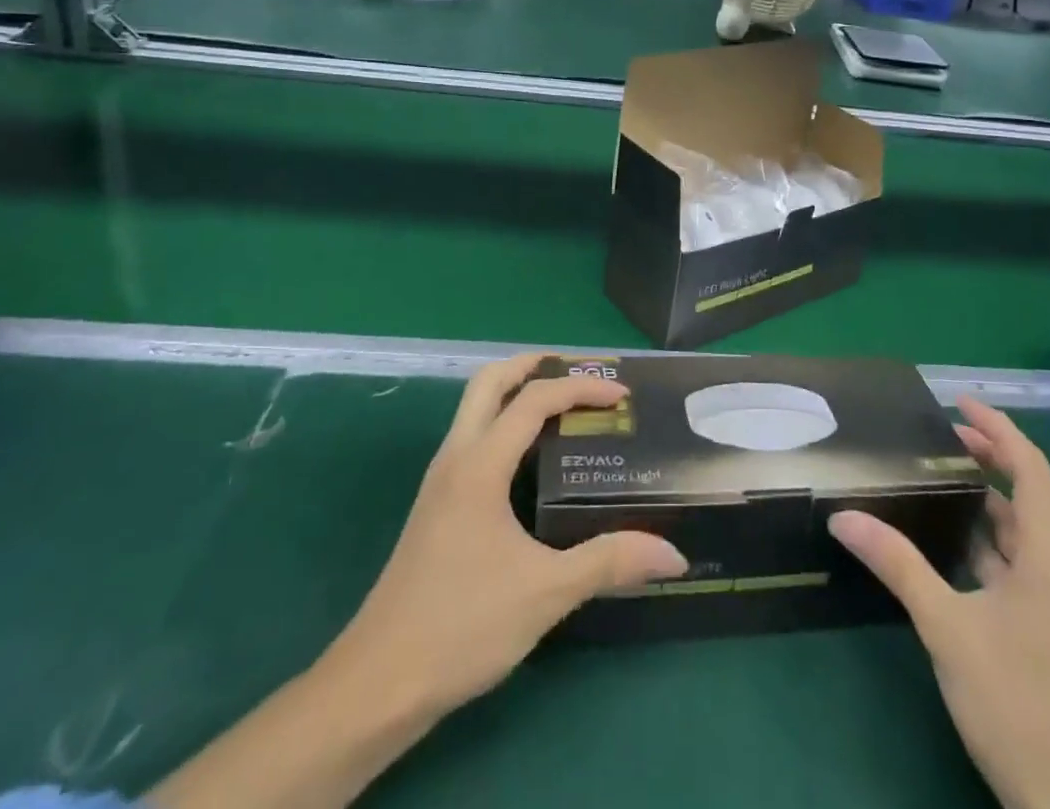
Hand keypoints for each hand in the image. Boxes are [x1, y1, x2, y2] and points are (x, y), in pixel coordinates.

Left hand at [153, 354, 687, 808]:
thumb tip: (673, 553)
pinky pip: (472, 437)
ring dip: (516, 391)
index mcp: (479, 465)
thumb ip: (609, 563)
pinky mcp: (435, 505)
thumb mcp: (544, 593)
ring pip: (475, 408)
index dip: (581, 388)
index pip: (533, 400)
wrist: (376, 685)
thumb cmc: (461, 626)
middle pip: (489, 381)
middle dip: (534, 364)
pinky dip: (504, 423)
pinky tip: (530, 460)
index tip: (621, 396)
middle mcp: (456, 458)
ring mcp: (440, 481)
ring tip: (562, 406)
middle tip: (579, 371)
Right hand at [828, 398, 1049, 808]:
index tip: (957, 402)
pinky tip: (958, 547)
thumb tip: (842, 516)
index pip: (1031, 467)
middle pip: (1033, 493)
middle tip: (941, 435)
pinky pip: (1027, 563)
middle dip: (991, 458)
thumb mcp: (947, 627)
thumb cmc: (1018, 704)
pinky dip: (994, 541)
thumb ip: (896, 564)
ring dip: (991, 501)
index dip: (997, 428)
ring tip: (941, 480)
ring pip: (1030, 531)